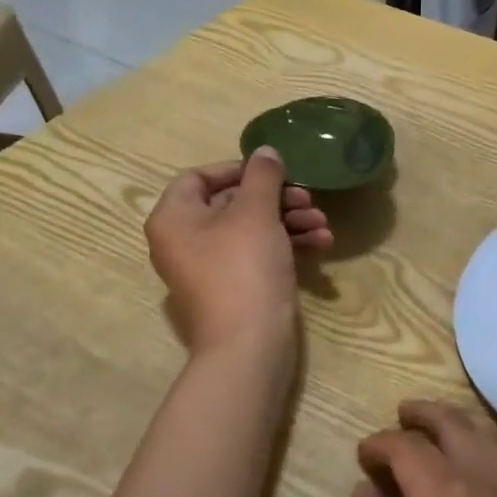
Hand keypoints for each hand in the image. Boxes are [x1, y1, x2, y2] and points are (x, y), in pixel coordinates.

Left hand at [146, 148, 330, 352]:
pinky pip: (257, 255)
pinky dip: (286, 246)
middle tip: (308, 198)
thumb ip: (263, 176)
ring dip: (289, 221)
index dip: (238, 169)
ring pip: (250, 230)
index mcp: (174, 218)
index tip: (274, 171)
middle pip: (230, 203)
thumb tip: (265, 151)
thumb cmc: (244, 268)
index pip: (198, 177)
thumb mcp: (256, 213)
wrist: (250, 345)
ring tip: (322, 224)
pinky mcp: (234, 288)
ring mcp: (209, 268)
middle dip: (276, 198)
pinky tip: (321, 244)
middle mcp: (184, 241)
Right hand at [349, 401, 496, 496]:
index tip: (362, 454)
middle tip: (401, 414)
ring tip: (437, 430)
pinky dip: (490, 453)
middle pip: (459, 428)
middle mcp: (491, 488)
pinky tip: (476, 471)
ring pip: (493, 444)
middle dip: (427, 415)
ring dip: (463, 428)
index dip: (381, 444)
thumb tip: (369, 491)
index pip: (410, 448)